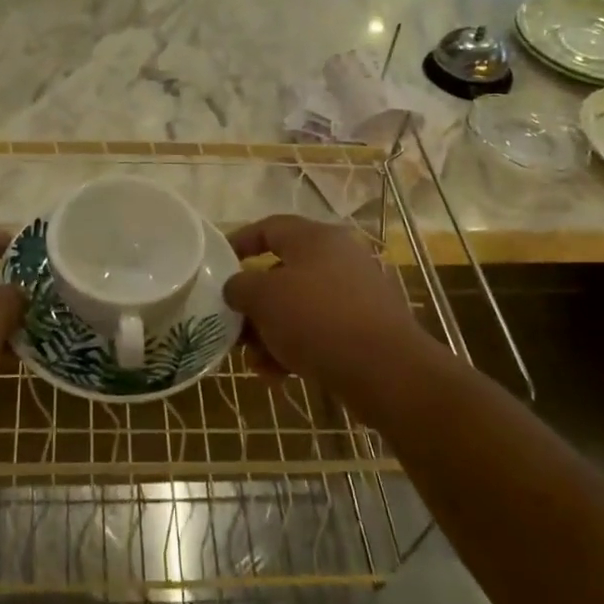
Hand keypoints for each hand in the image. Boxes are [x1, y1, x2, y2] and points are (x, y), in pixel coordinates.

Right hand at [223, 214, 440, 409]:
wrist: (387, 372)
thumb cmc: (317, 319)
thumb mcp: (263, 298)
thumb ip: (240, 287)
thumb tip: (237, 288)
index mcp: (315, 238)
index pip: (269, 227)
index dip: (239, 242)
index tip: (217, 263)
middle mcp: (338, 258)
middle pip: (283, 272)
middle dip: (254, 300)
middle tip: (234, 322)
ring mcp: (356, 295)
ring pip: (299, 306)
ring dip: (272, 330)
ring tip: (254, 359)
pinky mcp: (366, 329)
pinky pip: (320, 331)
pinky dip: (296, 347)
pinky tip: (278, 375)